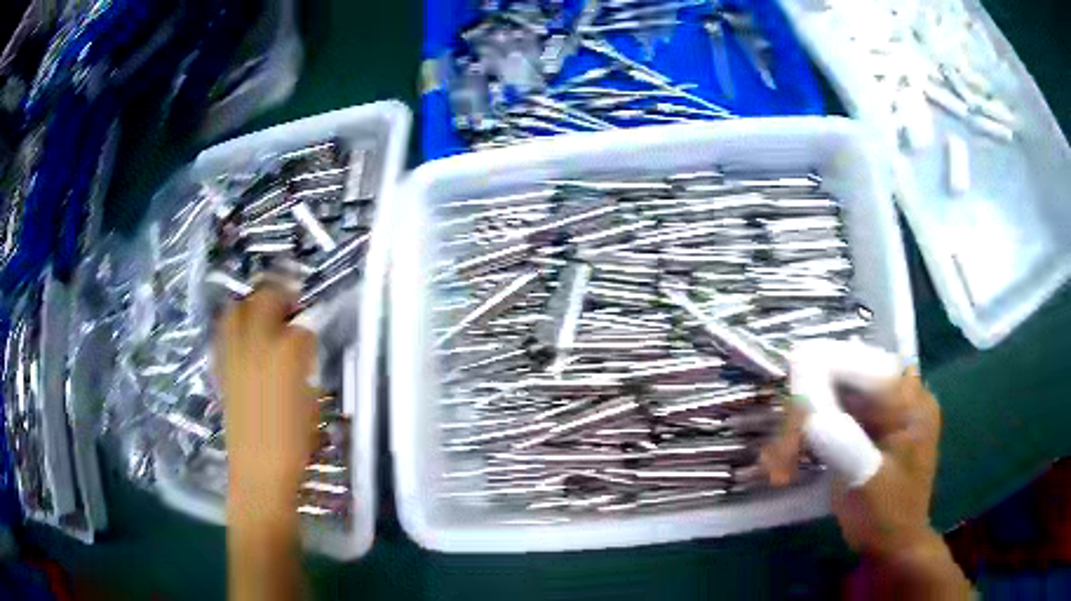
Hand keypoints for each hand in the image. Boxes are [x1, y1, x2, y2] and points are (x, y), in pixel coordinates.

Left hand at [215, 285, 316, 509]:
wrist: (259, 473)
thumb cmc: (294, 444)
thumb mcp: (310, 405)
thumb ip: (303, 369)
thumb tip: (299, 353)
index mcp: (286, 355)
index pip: (300, 326)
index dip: (308, 330)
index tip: (311, 338)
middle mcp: (257, 346)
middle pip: (264, 299)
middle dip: (279, 298)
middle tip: (289, 310)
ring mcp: (234, 356)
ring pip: (237, 311)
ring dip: (251, 308)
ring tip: (263, 321)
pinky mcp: (221, 370)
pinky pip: (225, 336)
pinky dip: (235, 330)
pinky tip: (247, 345)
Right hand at [763, 369, 940, 556]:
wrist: (892, 544)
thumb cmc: (887, 517)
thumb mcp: (868, 484)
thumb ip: (845, 444)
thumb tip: (809, 414)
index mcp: (911, 402)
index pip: (865, 366)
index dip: (824, 373)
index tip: (788, 404)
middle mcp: (897, 395)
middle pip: (843, 378)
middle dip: (805, 412)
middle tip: (779, 456)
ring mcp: (880, 409)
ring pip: (829, 396)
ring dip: (799, 429)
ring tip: (779, 467)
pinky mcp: (864, 424)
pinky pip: (828, 414)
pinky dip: (805, 437)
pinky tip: (788, 463)